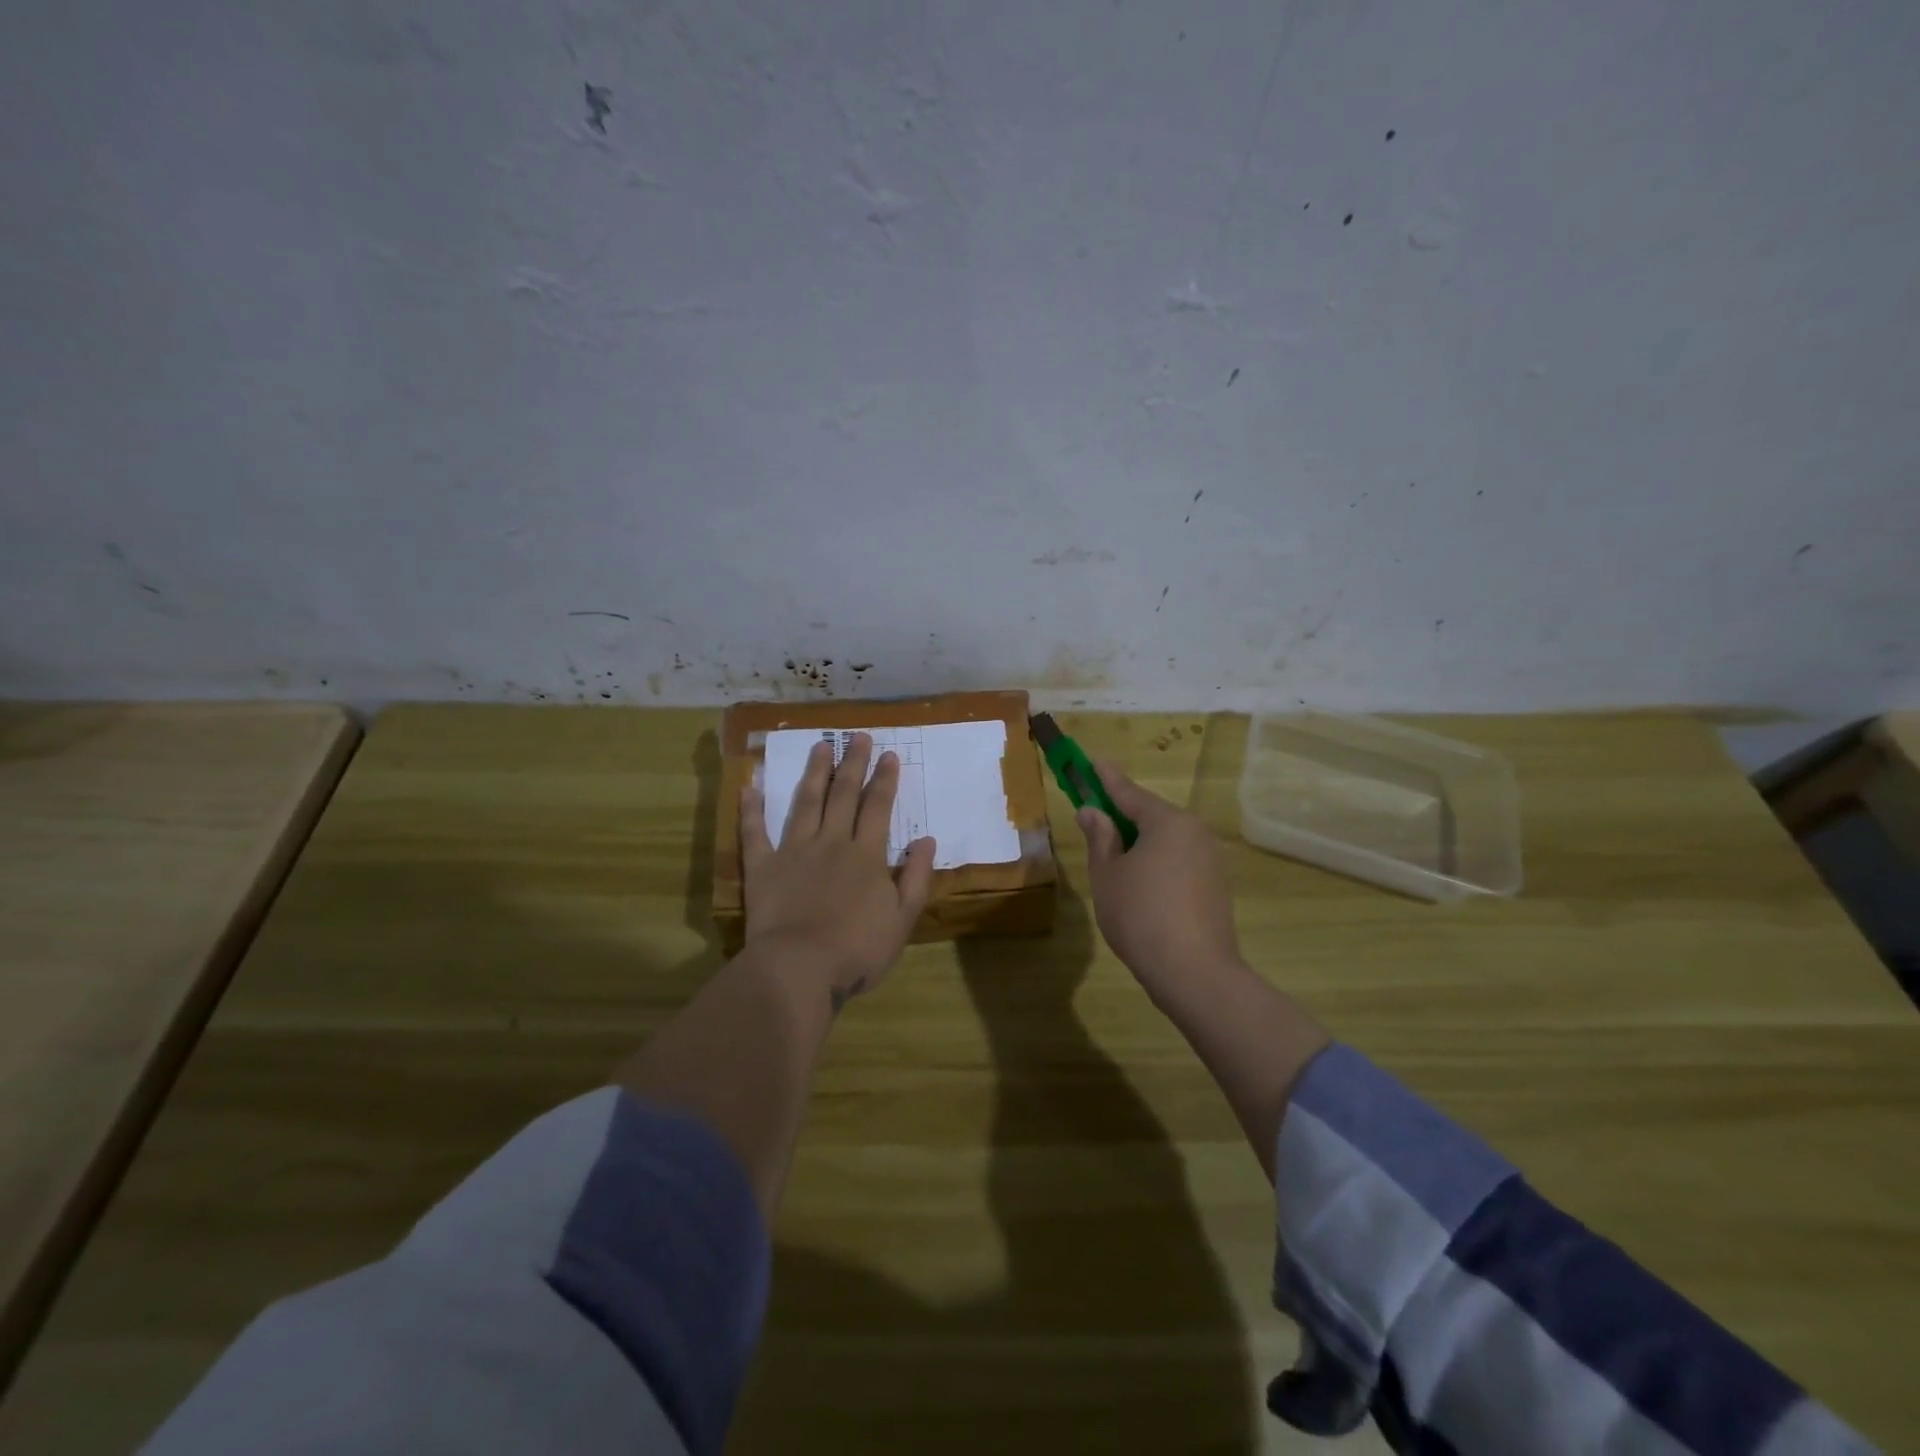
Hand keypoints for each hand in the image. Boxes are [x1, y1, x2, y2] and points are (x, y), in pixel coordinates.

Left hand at [741, 733, 935, 1009]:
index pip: (878, 807)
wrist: (799, 969)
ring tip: (820, 745)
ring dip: (814, 772)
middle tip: (857, 736)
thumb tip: (927, 840)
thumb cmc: (857, 950)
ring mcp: (794, 851)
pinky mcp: (762, 868)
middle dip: (853, 763)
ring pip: (805, 802)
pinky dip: (751, 809)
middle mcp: (831, 842)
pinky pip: (754, 833)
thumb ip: (916, 877)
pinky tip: (750, 786)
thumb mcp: (903, 919)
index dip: (884, 779)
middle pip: (843, 794)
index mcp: (866, 855)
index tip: (888, 754)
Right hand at [1076, 763, 1242, 1005]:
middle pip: (1151, 815)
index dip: (1106, 779)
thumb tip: (1092, 811)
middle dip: (1122, 815)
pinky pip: (1179, 859)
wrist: (1195, 973)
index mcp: (1167, 821)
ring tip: (1113, 857)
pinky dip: (1157, 861)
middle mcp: (1194, 831)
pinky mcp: (1216, 884)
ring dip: (1140, 842)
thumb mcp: (1108, 874)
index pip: (1129, 792)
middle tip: (1095, 816)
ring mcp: (1210, 858)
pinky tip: (1140, 882)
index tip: (1093, 762)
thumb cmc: (1140, 915)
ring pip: (1166, 839)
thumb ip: (1100, 838)